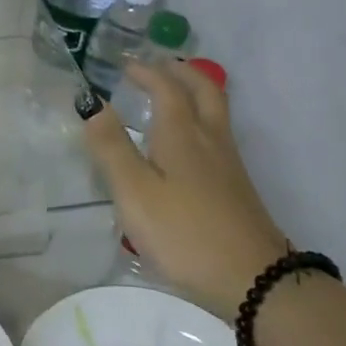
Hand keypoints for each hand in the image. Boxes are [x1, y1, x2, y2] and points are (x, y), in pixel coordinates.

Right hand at [80, 62, 288, 316]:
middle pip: (204, 90)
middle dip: (181, 72)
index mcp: (182, 134)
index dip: (146, 71)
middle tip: (158, 66)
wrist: (254, 281)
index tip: (125, 64)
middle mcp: (210, 140)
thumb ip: (111, 147)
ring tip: (170, 96)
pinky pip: (217, 136)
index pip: (166, 88)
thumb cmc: (185, 233)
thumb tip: (91, 102)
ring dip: (193, 93)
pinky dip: (199, 121)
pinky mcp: (237, 188)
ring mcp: (229, 165)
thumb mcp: (135, 192)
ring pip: (215, 112)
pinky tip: (186, 145)